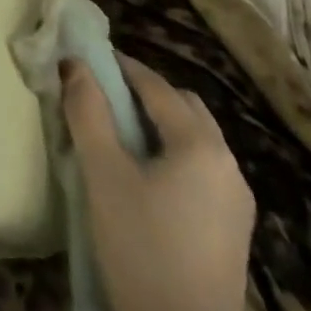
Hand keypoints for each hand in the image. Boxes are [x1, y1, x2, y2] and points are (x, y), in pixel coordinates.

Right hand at [63, 53, 254, 310]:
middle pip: (182, 106)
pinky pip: (203, 170)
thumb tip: (73, 63)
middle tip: (103, 98)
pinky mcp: (234, 232)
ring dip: (159, 125)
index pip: (155, 84)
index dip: (118, 66)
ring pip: (195, 138)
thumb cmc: (142, 249)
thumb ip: (87, 111)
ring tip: (119, 137)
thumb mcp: (103, 175)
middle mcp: (228, 163)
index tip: (85, 61)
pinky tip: (147, 179)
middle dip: (143, 93)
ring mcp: (237, 201)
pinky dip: (174, 155)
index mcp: (201, 144)